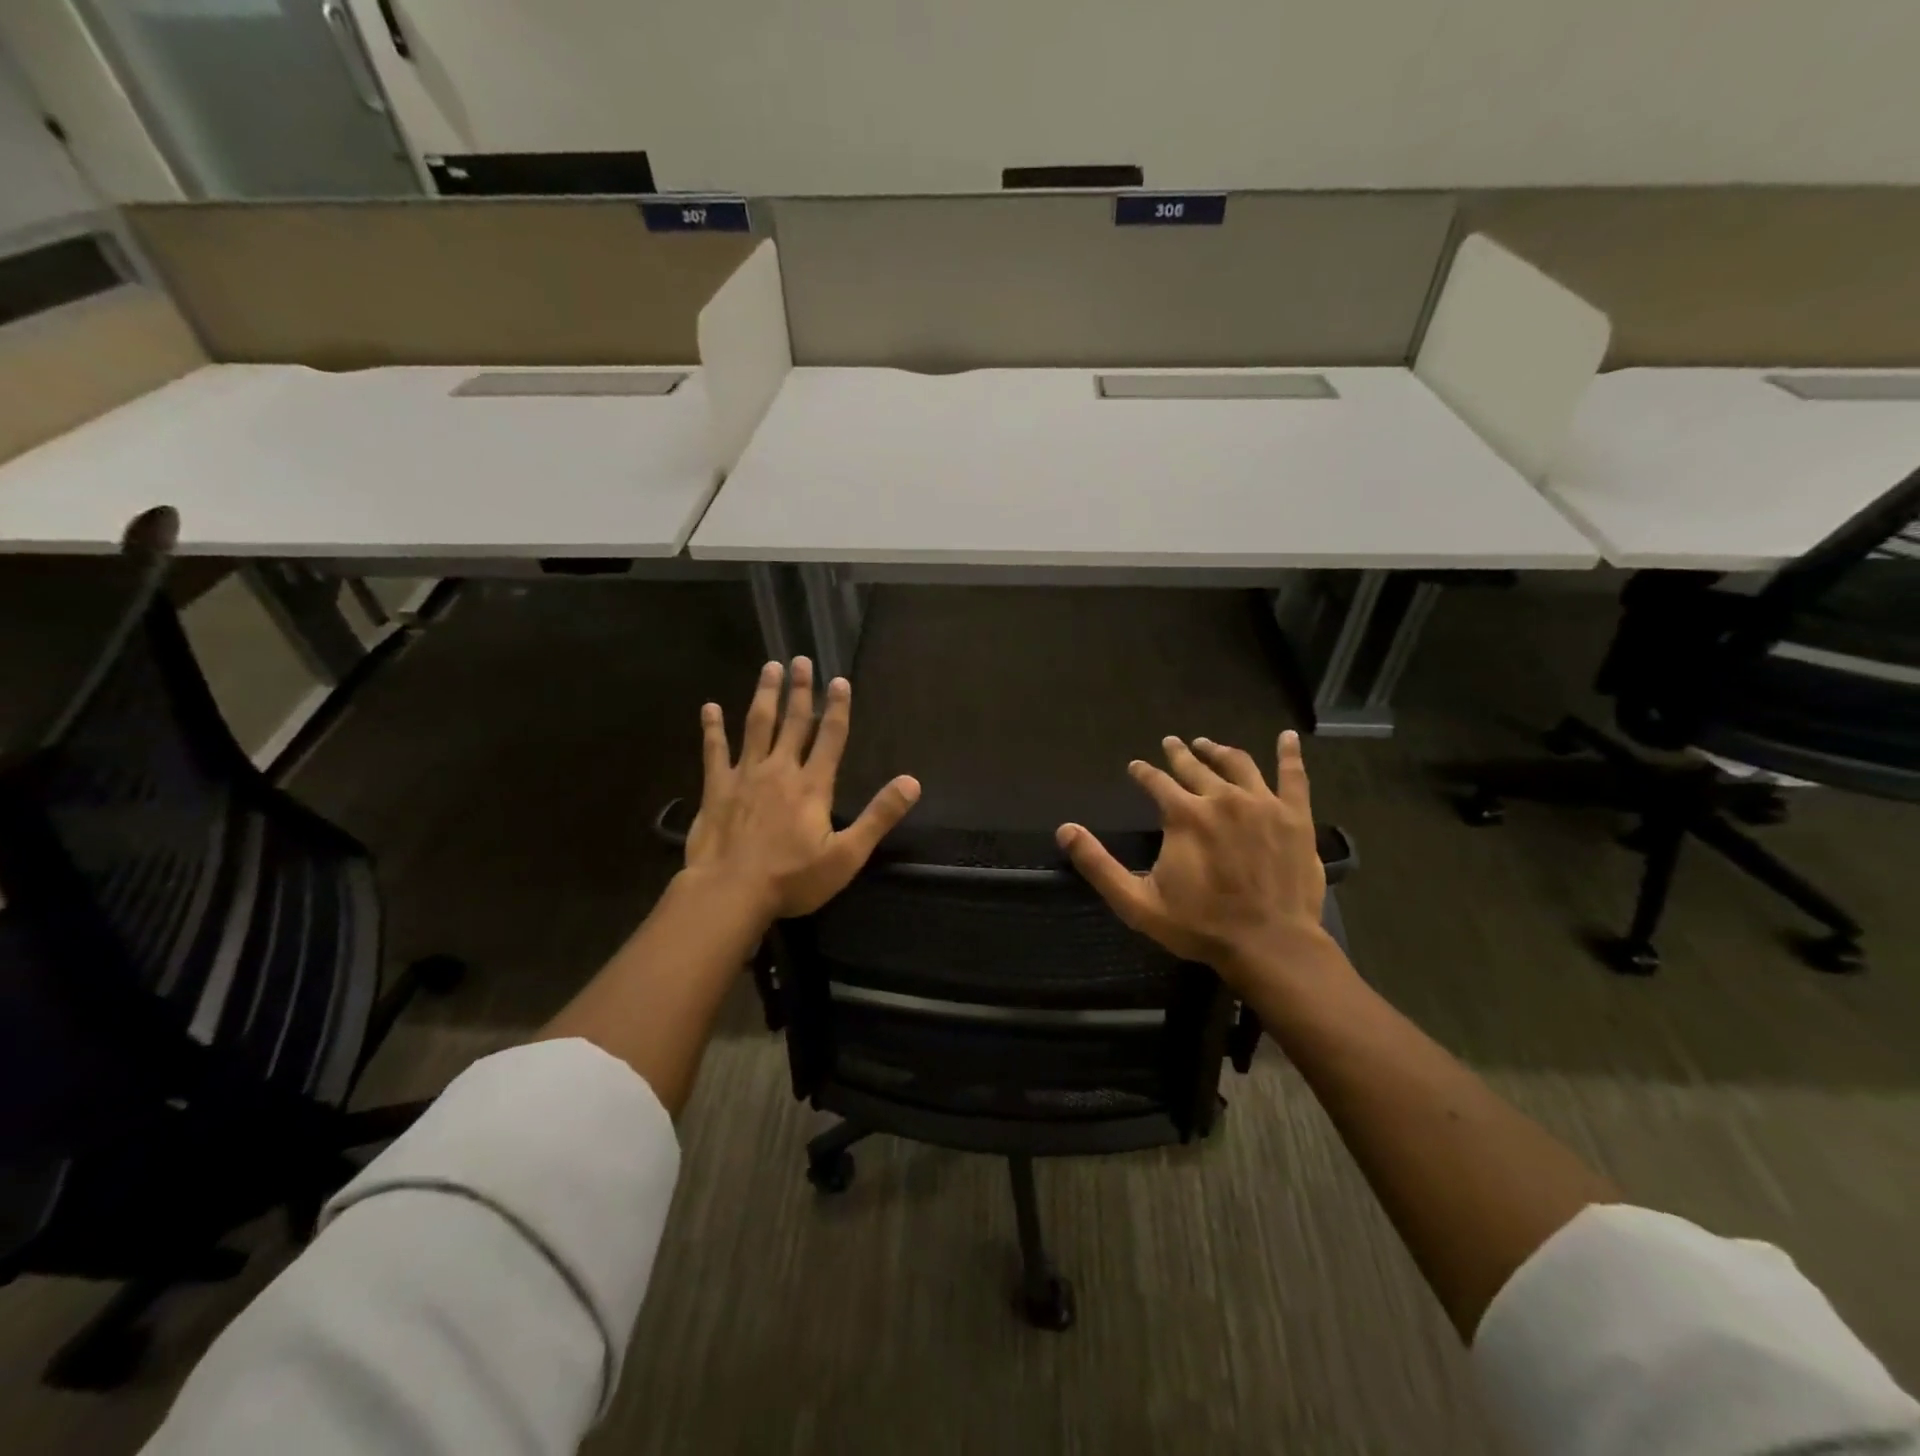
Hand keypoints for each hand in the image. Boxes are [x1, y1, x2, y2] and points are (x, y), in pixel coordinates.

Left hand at [685, 658, 919, 919]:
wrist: (730, 892)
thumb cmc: (792, 878)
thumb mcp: (847, 855)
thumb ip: (879, 816)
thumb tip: (912, 782)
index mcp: (812, 785)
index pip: (831, 737)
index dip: (837, 708)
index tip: (839, 680)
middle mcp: (780, 770)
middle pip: (794, 722)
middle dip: (800, 691)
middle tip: (801, 660)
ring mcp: (745, 776)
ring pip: (756, 726)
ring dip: (764, 696)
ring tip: (769, 668)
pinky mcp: (716, 788)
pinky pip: (714, 751)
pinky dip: (712, 728)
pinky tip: (709, 708)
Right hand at [1056, 730, 1327, 986]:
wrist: (1269, 945)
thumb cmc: (1200, 925)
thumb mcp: (1136, 902)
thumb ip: (1098, 864)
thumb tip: (1065, 829)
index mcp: (1184, 815)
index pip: (1157, 782)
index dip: (1143, 772)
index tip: (1136, 766)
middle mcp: (1222, 798)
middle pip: (1196, 767)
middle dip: (1179, 754)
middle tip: (1171, 743)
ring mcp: (1263, 804)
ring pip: (1239, 764)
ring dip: (1219, 751)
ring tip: (1208, 744)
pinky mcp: (1295, 816)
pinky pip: (1294, 777)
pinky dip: (1289, 754)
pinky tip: (1288, 738)